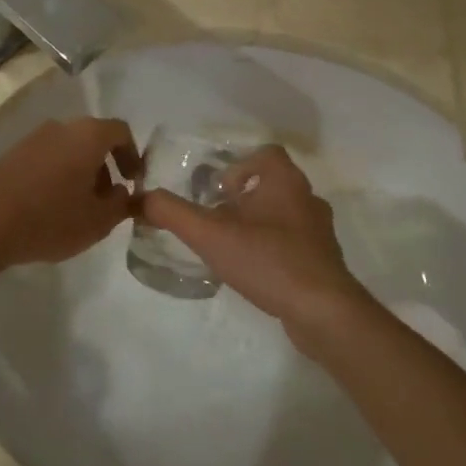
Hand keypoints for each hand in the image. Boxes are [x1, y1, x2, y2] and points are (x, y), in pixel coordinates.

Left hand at [0, 116, 137, 272]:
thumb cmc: (50, 218)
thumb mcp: (98, 221)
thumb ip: (121, 205)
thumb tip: (124, 193)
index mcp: (88, 134)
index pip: (121, 132)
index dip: (133, 156)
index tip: (133, 183)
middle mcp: (61, 127)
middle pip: (93, 139)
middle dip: (106, 168)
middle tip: (107, 201)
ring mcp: (33, 138)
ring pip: (69, 150)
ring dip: (81, 174)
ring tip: (78, 209)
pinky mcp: (12, 154)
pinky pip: (47, 159)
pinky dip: (58, 176)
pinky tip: (51, 208)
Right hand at [140, 145, 375, 347]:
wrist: (323, 311)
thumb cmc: (267, 260)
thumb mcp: (210, 235)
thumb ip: (172, 213)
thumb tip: (141, 198)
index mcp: (285, 181)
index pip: (266, 154)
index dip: (239, 166)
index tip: (217, 191)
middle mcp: (307, 199)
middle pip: (272, 184)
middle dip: (243, 198)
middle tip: (216, 219)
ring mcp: (319, 232)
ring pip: (284, 215)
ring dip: (258, 224)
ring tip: (231, 246)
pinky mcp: (324, 261)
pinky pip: (294, 243)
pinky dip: (273, 249)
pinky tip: (254, 271)